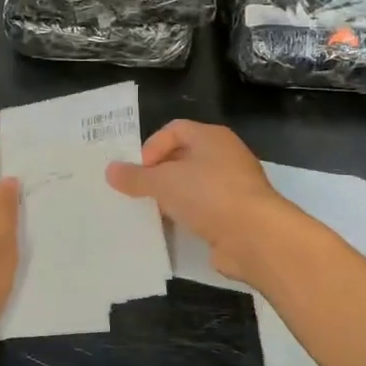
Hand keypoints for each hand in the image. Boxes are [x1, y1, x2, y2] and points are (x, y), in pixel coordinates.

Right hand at [106, 120, 294, 284]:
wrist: (255, 236)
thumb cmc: (208, 194)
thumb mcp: (164, 182)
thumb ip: (136, 177)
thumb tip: (110, 170)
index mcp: (211, 137)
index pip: (175, 129)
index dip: (152, 146)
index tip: (138, 171)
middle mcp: (225, 156)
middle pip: (184, 157)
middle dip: (159, 173)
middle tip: (138, 191)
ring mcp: (233, 186)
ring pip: (194, 186)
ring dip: (173, 197)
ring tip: (151, 211)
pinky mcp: (236, 215)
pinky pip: (204, 210)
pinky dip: (187, 217)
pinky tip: (172, 229)